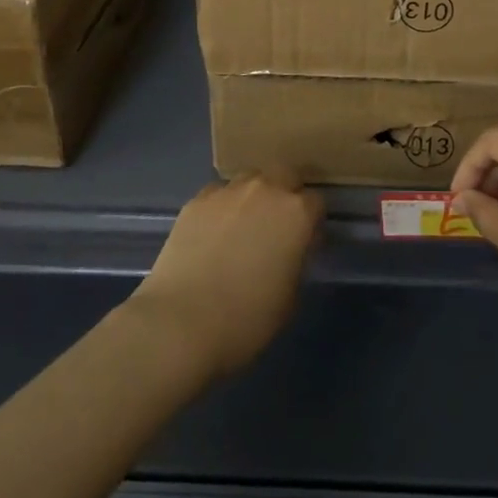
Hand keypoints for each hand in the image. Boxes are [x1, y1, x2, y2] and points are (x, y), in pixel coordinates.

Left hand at [128, 172, 322, 378]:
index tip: (305, 243)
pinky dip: (222, 207)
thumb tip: (291, 249)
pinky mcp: (197, 200)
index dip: (312, 223)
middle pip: (285, 175)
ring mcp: (228, 191)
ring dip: (254, 196)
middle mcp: (266, 189)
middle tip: (277, 225)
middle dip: (287, 193)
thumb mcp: (289, 298)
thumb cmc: (245, 319)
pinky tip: (213, 233)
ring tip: (243, 226)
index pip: (316, 202)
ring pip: (250, 179)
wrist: (180, 322)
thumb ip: (296, 261)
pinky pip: (218, 194)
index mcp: (296, 213)